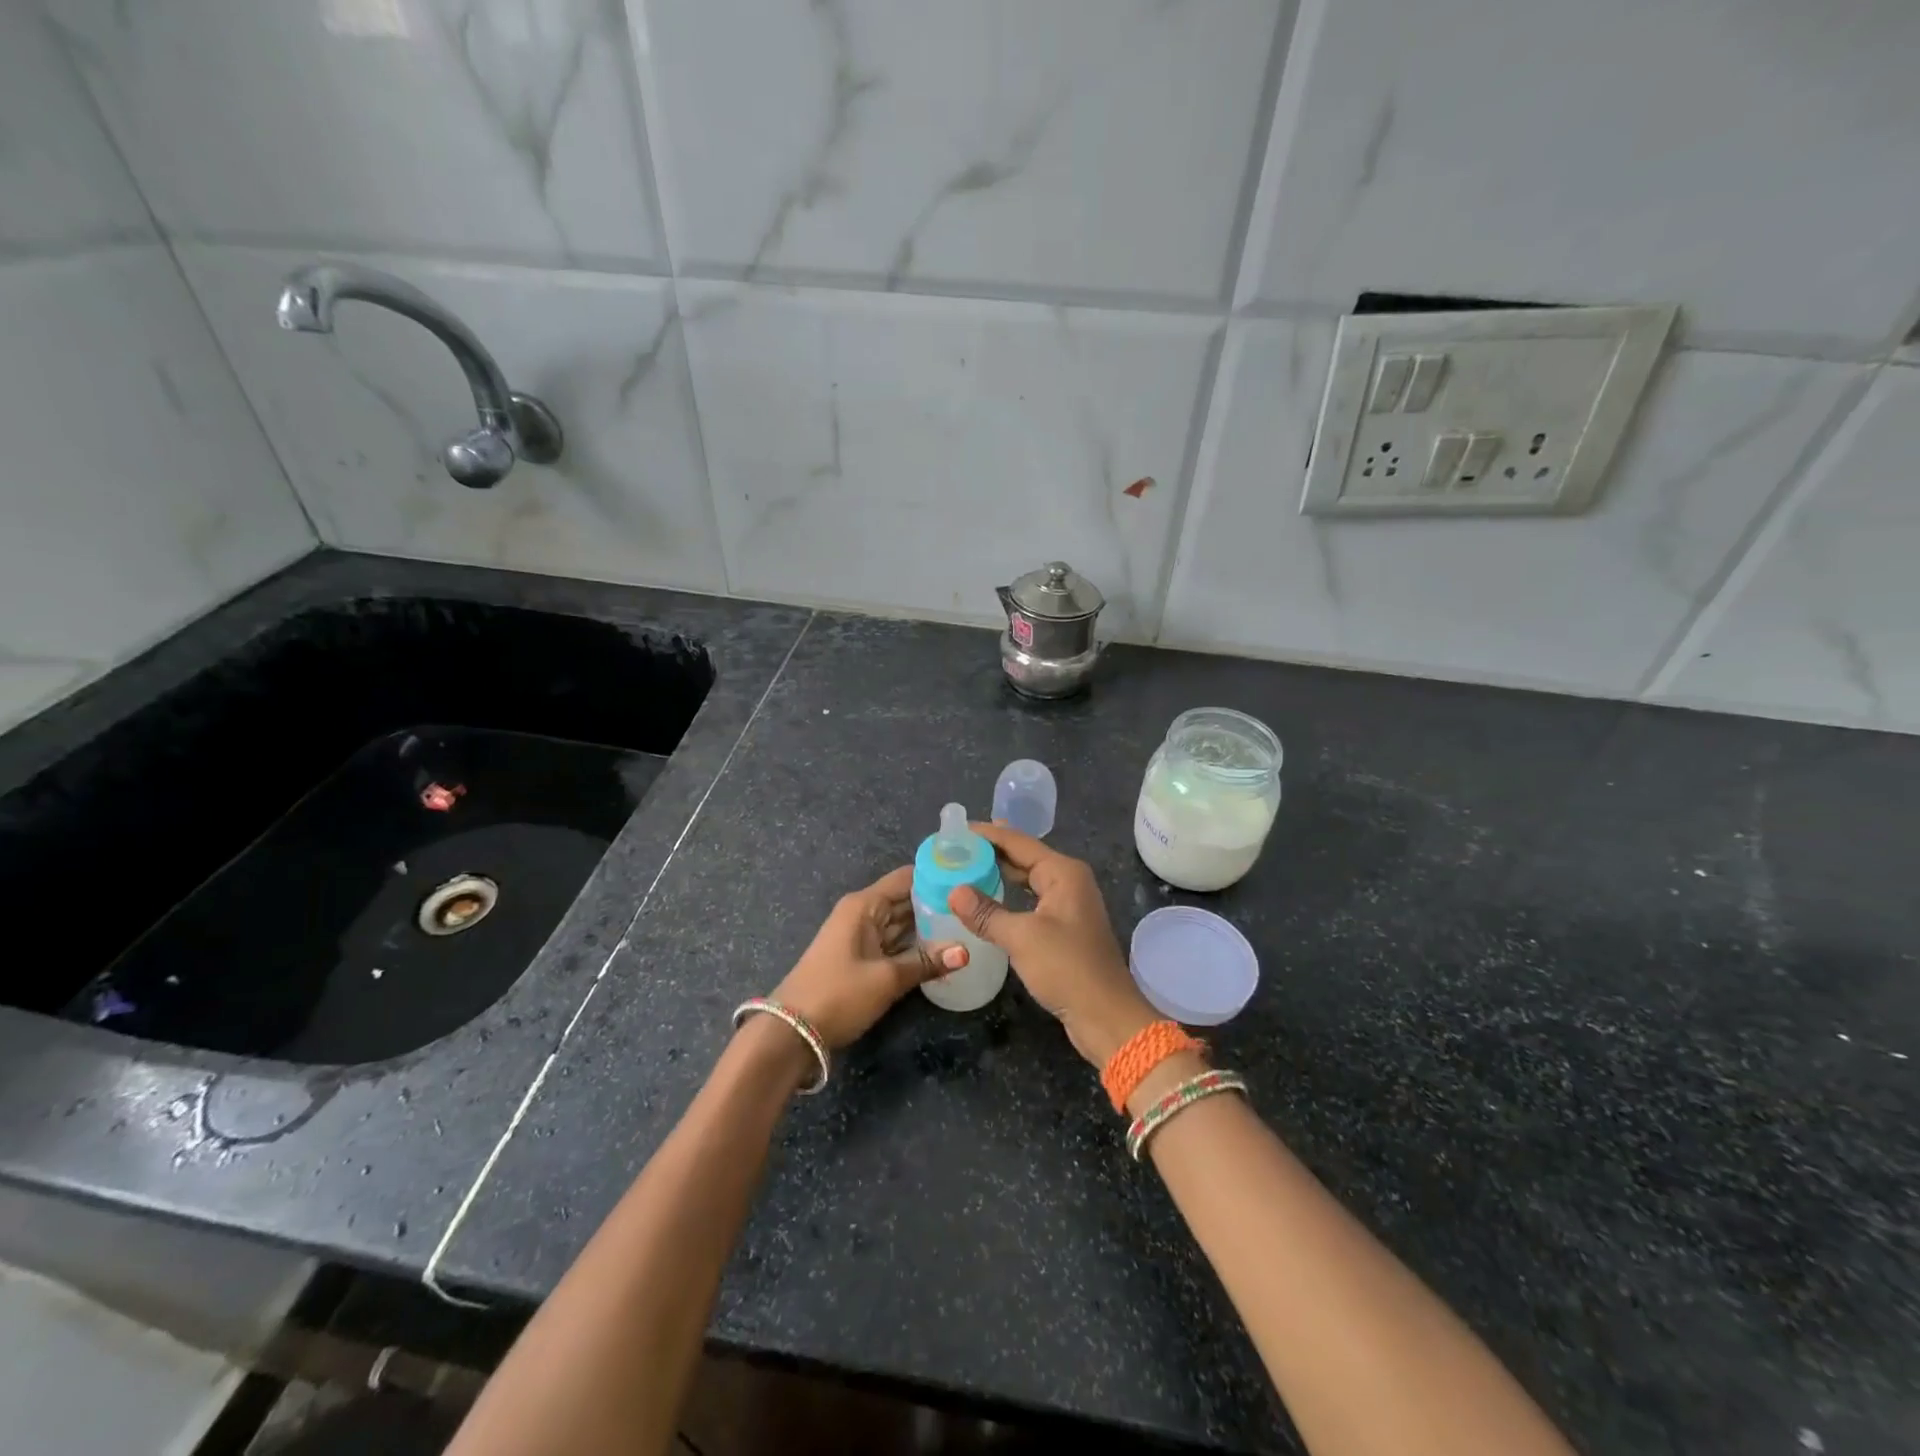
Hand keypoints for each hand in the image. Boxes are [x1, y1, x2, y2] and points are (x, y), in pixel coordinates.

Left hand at [768, 866, 967, 1050]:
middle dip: (937, 902)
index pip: (906, 878)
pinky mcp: (860, 958)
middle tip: (975, 906)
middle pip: (905, 899)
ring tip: (967, 924)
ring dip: (928, 926)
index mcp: (864, 905)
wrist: (791, 1033)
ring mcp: (860, 936)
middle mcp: (862, 913)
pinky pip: (893, 942)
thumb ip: (927, 962)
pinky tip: (941, 949)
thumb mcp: (887, 979)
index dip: (936, 876)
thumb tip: (966, 951)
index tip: (970, 878)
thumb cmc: (838, 994)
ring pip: (900, 922)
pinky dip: (914, 945)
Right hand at [948, 823, 1156, 1067]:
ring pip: (1027, 880)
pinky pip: (1030, 901)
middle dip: (991, 852)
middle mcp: (1068, 881)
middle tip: (954, 848)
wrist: (1106, 1016)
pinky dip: (1008, 897)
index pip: (1019, 842)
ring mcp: (1068, 905)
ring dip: (999, 875)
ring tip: (965, 868)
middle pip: (1024, 857)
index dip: (988, 835)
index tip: (956, 830)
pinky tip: (987, 901)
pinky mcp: (1064, 928)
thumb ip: (986, 912)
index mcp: (1063, 872)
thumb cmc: (1067, 968)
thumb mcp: (1022, 937)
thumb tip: (954, 891)